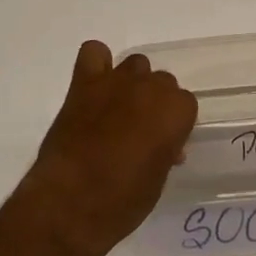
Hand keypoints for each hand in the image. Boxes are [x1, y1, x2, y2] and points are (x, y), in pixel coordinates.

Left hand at [16, 41, 198, 255]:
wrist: (70, 203)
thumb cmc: (122, 202)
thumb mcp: (157, 180)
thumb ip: (165, 151)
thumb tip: (164, 146)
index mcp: (175, 111)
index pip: (185, 104)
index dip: (173, 125)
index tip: (163, 144)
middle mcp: (150, 87)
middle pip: (162, 82)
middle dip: (155, 103)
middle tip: (140, 131)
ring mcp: (116, 81)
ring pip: (136, 65)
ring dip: (132, 83)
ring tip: (118, 110)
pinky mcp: (84, 83)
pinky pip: (94, 53)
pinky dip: (97, 65)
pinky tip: (94, 87)